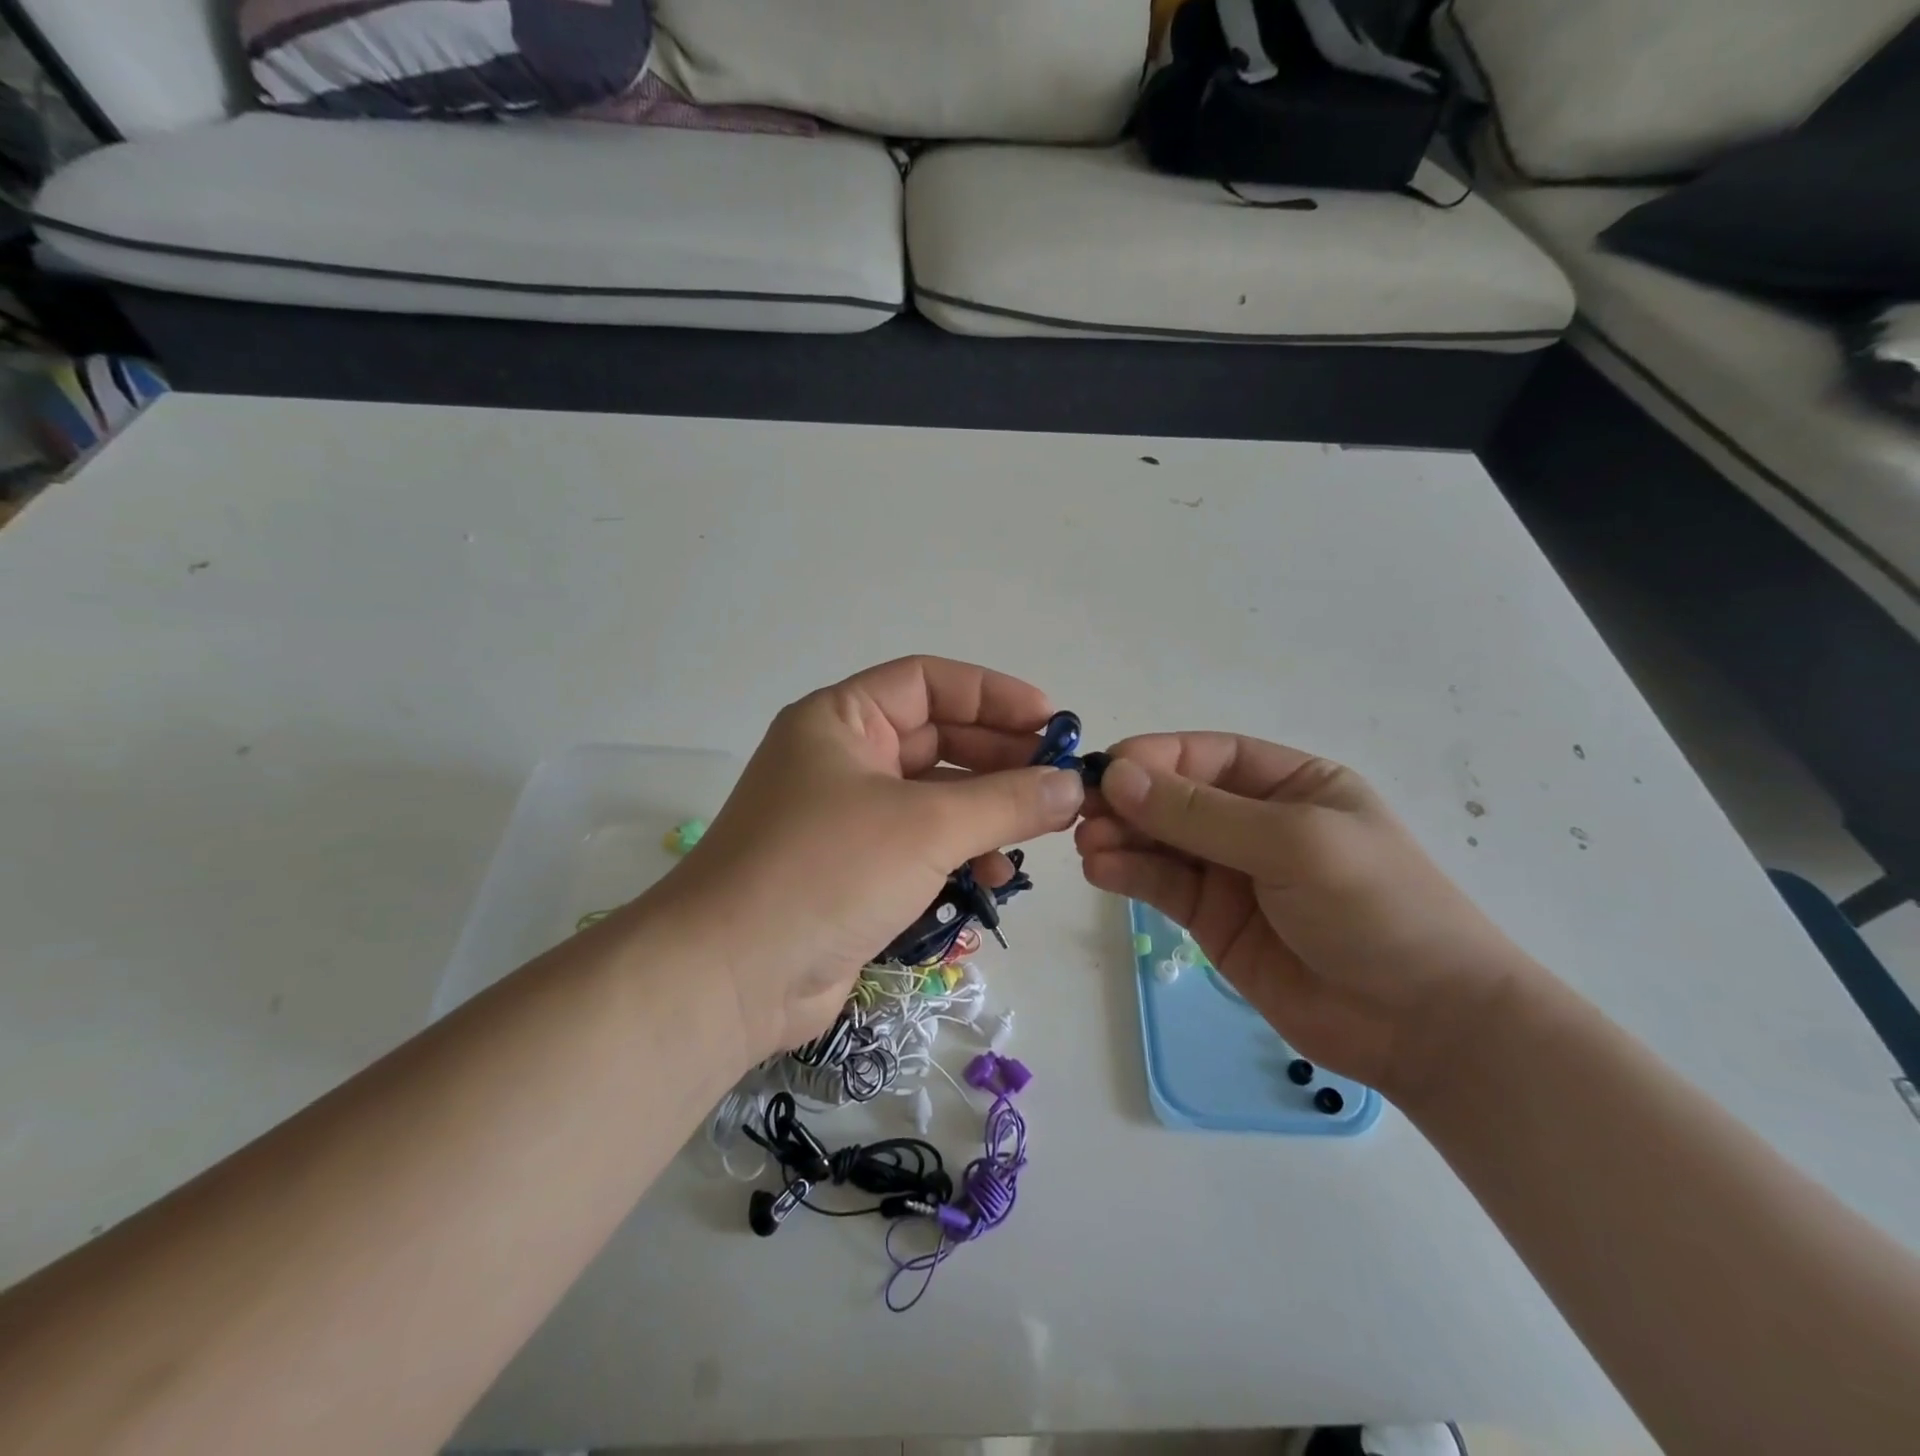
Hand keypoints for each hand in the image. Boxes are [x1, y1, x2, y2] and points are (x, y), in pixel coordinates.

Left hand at [645, 657, 1084, 1064]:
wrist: (731, 977)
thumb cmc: (825, 871)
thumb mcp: (925, 826)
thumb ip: (1005, 802)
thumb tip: (1072, 786)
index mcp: (842, 719)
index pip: (928, 682)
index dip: (992, 695)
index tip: (1051, 721)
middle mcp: (843, 758)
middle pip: (937, 739)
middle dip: (1000, 757)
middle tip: (1059, 781)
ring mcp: (847, 816)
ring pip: (934, 796)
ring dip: (987, 810)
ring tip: (1038, 831)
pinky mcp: (855, 870)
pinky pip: (922, 844)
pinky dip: (961, 853)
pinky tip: (996, 877)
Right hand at [1076, 734, 1539, 1102]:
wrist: (1425, 1025)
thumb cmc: (1376, 909)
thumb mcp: (1294, 843)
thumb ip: (1202, 813)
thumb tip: (1117, 776)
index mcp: (1289, 783)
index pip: (1206, 756)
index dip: (1154, 758)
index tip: (1105, 770)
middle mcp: (1254, 821)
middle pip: (1174, 798)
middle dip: (1128, 801)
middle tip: (1081, 813)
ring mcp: (1231, 872)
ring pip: (1160, 842)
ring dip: (1120, 837)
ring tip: (1086, 845)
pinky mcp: (1213, 920)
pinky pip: (1161, 886)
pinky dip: (1128, 874)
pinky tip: (1100, 870)